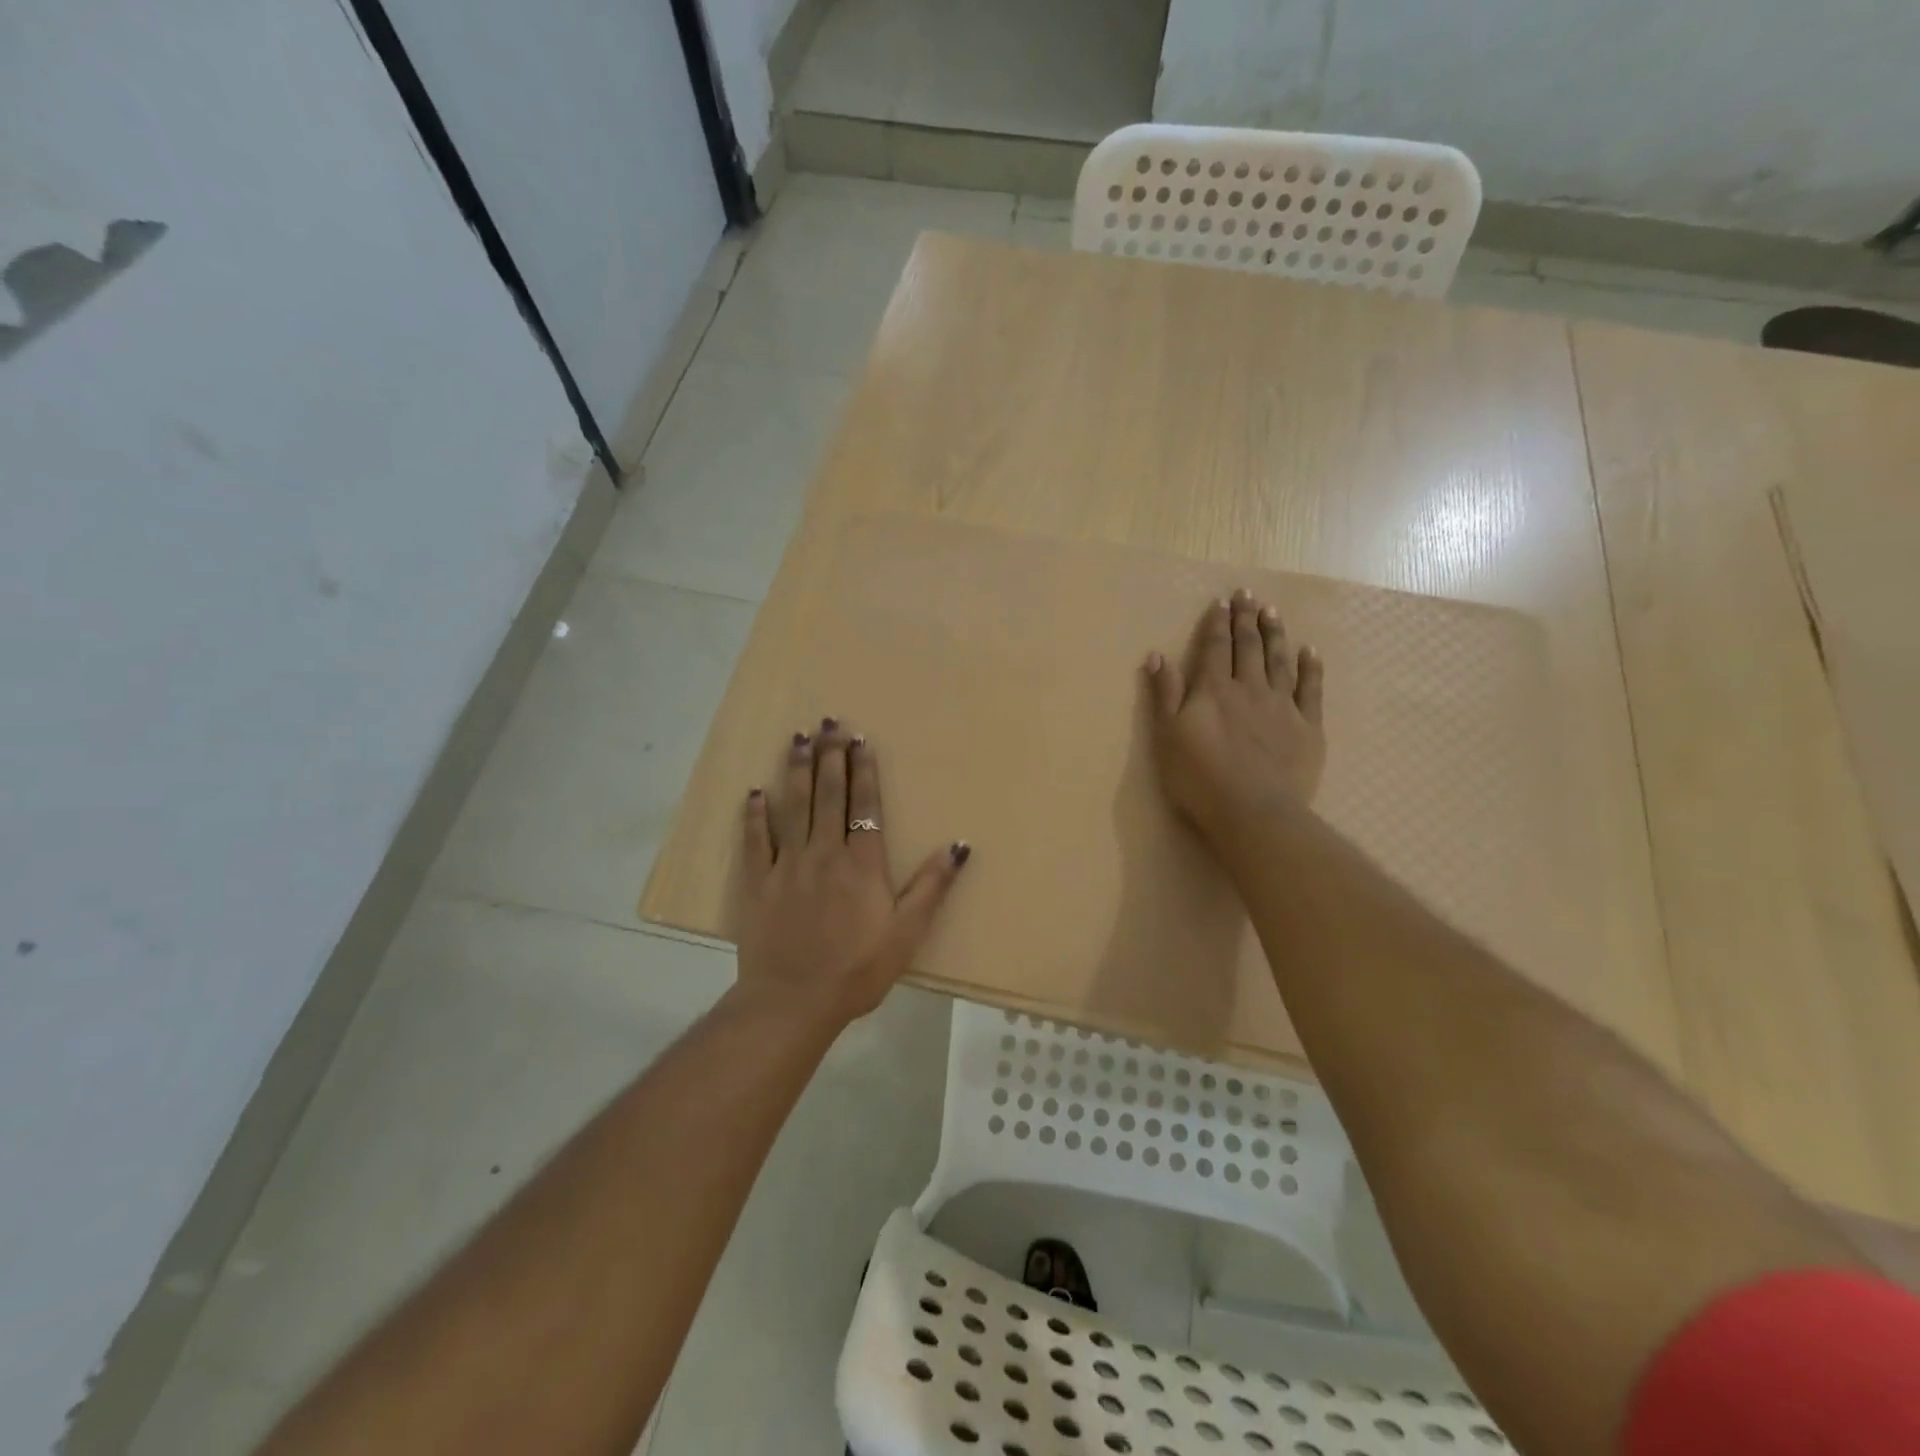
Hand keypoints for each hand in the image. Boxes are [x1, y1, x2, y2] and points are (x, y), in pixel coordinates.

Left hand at [735, 719, 968, 1027]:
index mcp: (862, 863)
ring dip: (796, 770)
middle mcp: (824, 853)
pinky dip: (754, 814)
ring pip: (793, 806)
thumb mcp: (907, 932)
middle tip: (829, 722)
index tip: (859, 740)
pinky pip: (755, 840)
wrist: (794, 1001)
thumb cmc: (858, 969)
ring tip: (798, 738)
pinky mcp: (758, 883)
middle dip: (830, 756)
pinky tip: (755, 791)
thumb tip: (960, 845)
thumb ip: (932, 886)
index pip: (864, 804)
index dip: (863, 770)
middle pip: (828, 794)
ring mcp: (787, 865)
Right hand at [1145, 590, 1325, 839]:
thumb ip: (1165, 694)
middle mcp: (1249, 689)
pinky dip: (1311, 668)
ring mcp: (1282, 706)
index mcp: (1213, 691)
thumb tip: (1156, 655)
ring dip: (1276, 635)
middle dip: (1247, 619)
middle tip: (1248, 595)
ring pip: (1280, 661)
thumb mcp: (1168, 736)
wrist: (1253, 812)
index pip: (1215, 648)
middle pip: (1249, 647)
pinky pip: (1311, 689)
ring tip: (1273, 612)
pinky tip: (1310, 652)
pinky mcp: (1308, 727)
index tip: (1222, 602)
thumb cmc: (1199, 778)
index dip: (1218, 624)